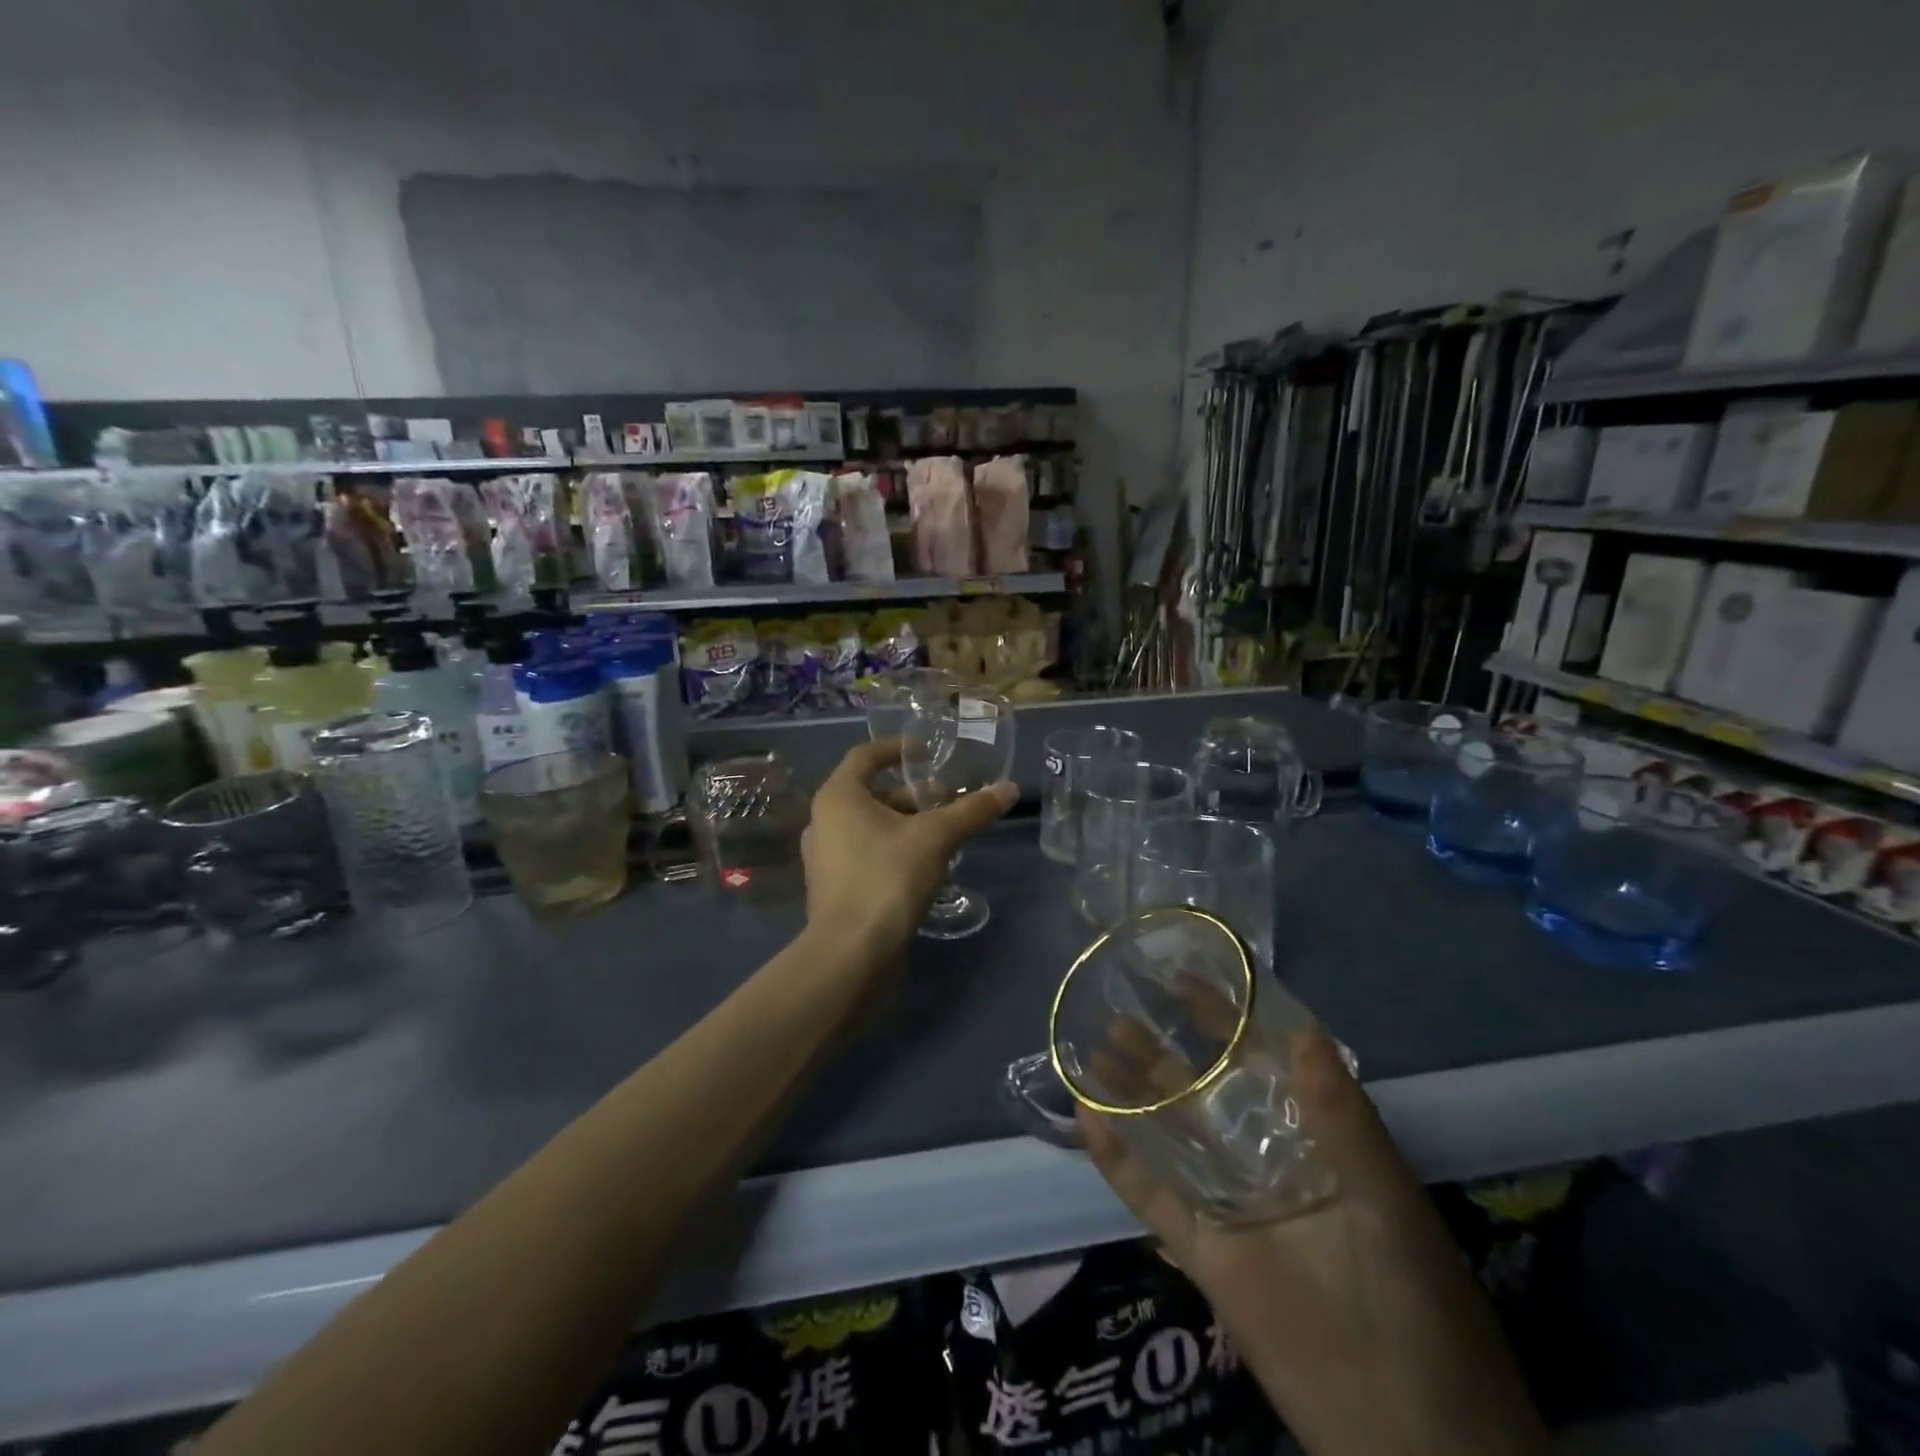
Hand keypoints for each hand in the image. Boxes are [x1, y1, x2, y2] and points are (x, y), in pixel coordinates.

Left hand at [801, 738, 1015, 964]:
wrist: (851, 954)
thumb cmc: (887, 878)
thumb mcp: (936, 838)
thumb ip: (971, 811)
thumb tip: (1009, 788)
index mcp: (837, 797)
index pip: (865, 756)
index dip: (897, 749)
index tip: (928, 752)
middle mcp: (824, 821)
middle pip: (872, 794)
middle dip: (912, 795)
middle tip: (948, 801)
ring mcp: (826, 858)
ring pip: (871, 827)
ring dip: (907, 825)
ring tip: (945, 834)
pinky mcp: (835, 888)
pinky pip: (867, 854)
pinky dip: (894, 850)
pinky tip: (926, 867)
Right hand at [1080, 1031, 1549, 1455]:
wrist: (1417, 1441)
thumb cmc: (1419, 1304)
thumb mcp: (1388, 1202)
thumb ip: (1345, 1119)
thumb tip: (1305, 1031)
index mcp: (1311, 1136)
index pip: (1257, 1059)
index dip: (1221, 1017)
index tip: (1180, 979)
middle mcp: (1262, 1159)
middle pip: (1200, 1092)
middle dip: (1158, 1051)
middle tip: (1114, 1012)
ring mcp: (1228, 1205)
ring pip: (1167, 1135)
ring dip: (1128, 1094)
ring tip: (1089, 1050)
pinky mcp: (1204, 1252)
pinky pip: (1152, 1197)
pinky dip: (1117, 1159)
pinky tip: (1086, 1119)